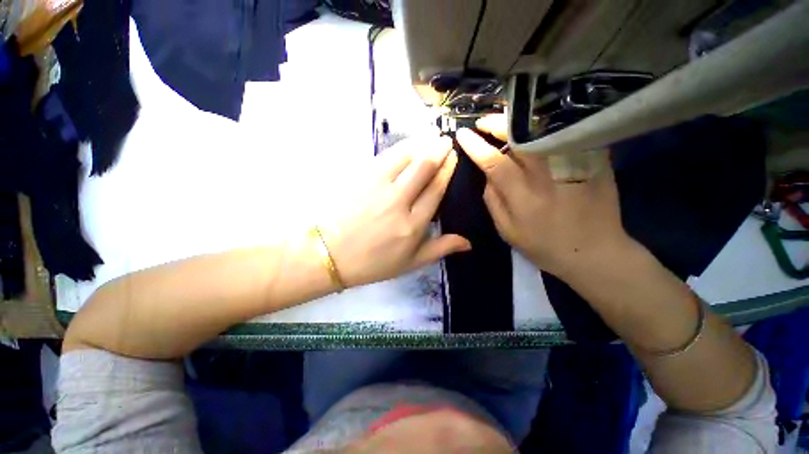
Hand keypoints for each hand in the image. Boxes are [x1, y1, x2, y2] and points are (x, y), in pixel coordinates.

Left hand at [324, 135, 470, 286]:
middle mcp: (398, 202)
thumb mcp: (410, 263)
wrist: (329, 254)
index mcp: (413, 225)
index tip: (453, 157)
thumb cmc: (372, 262)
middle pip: (424, 168)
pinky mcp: (361, 178)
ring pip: (405, 157)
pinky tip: (407, 144)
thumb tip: (468, 242)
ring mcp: (377, 187)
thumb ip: (440, 249)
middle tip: (446, 141)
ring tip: (430, 138)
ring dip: (421, 144)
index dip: (446, 170)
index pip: (436, 190)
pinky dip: (400, 148)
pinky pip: (385, 157)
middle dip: (439, 150)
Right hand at [456, 115, 631, 277]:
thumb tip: (487, 175)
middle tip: (483, 122)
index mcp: (523, 197)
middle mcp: (547, 177)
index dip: (476, 146)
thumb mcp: (507, 231)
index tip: (463, 134)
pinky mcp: (594, 161)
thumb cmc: (544, 247)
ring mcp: (574, 166)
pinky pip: (567, 135)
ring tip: (505, 120)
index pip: (494, 163)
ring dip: (520, 122)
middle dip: (498, 125)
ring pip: (543, 132)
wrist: (595, 254)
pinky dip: (548, 126)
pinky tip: (536, 126)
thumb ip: (493, 201)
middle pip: (520, 139)